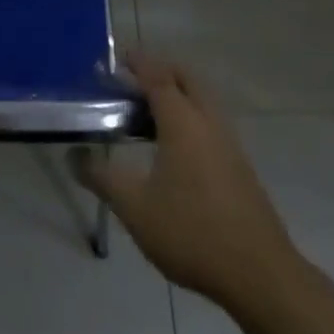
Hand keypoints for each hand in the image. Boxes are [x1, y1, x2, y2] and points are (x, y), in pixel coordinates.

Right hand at [73, 54, 305, 309]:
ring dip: (179, 92)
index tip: (116, 59)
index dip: (136, 63)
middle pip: (185, 78)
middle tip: (134, 79)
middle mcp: (208, 121)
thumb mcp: (136, 208)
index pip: (157, 76)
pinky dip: (191, 115)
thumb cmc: (192, 232)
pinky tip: (177, 147)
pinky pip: (211, 121)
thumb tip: (73, 157)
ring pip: (203, 99)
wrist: (261, 275)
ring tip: (150, 111)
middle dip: (160, 70)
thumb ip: (102, 179)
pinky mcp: (241, 165)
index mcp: (182, 121)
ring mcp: (229, 142)